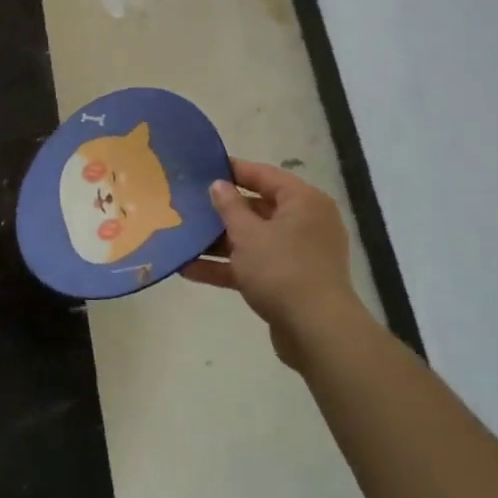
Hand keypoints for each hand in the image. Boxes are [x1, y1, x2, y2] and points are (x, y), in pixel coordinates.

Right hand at [181, 159, 361, 367]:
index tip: (203, 167)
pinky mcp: (288, 282)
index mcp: (303, 202)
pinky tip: (190, 270)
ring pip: (253, 240)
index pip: (265, 175)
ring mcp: (298, 254)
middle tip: (187, 204)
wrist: (316, 331)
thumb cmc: (282, 270)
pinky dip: (228, 267)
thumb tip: (219, 185)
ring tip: (182, 237)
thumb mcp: (248, 234)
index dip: (234, 170)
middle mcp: (305, 223)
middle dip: (222, 211)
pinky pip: (254, 266)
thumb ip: (230, 207)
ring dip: (219, 242)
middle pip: (258, 208)